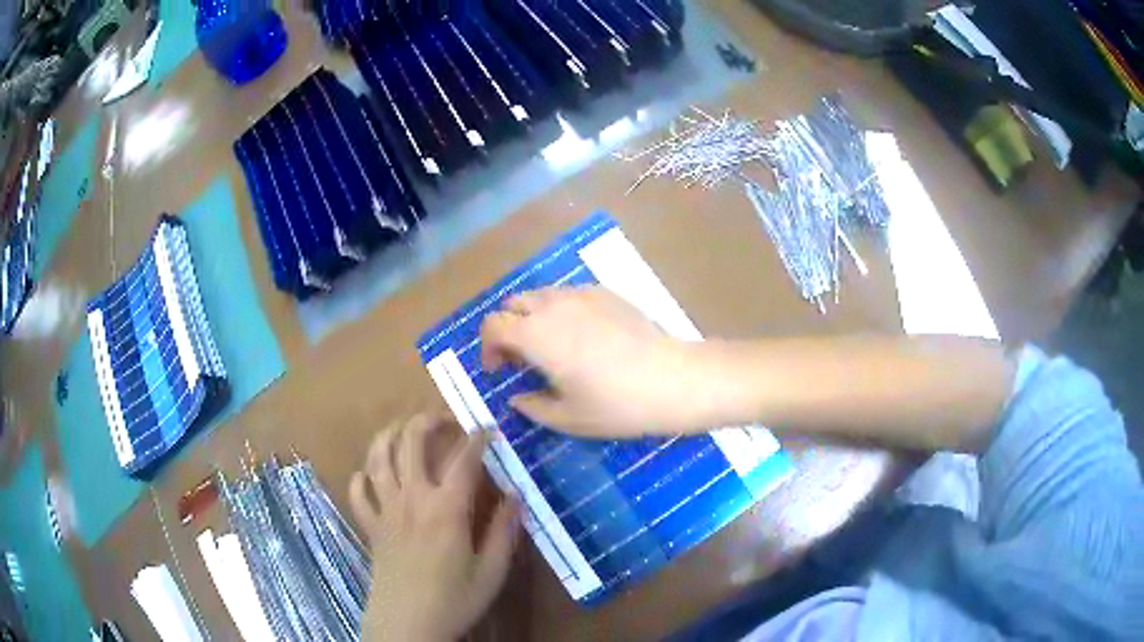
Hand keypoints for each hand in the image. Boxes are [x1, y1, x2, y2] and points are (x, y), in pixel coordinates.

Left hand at [350, 415, 520, 641]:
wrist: (408, 624)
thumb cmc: (454, 599)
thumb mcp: (491, 571)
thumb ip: (504, 531)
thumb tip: (516, 495)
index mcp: (446, 509)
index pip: (463, 460)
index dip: (477, 438)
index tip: (488, 426)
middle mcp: (412, 499)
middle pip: (410, 444)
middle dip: (425, 422)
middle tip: (442, 418)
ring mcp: (386, 510)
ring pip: (378, 459)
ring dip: (388, 436)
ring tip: (401, 429)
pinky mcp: (370, 526)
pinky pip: (358, 492)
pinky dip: (362, 477)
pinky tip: (370, 475)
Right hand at [480, 286, 708, 436]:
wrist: (673, 379)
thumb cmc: (616, 404)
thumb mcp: (568, 418)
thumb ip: (532, 406)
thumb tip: (517, 397)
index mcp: (535, 334)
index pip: (493, 325)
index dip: (487, 347)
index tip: (499, 371)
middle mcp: (553, 305)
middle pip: (514, 304)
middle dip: (508, 328)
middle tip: (522, 359)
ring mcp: (582, 294)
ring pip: (542, 295)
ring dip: (534, 317)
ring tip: (552, 347)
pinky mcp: (607, 293)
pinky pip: (570, 295)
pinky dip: (562, 311)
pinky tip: (584, 337)